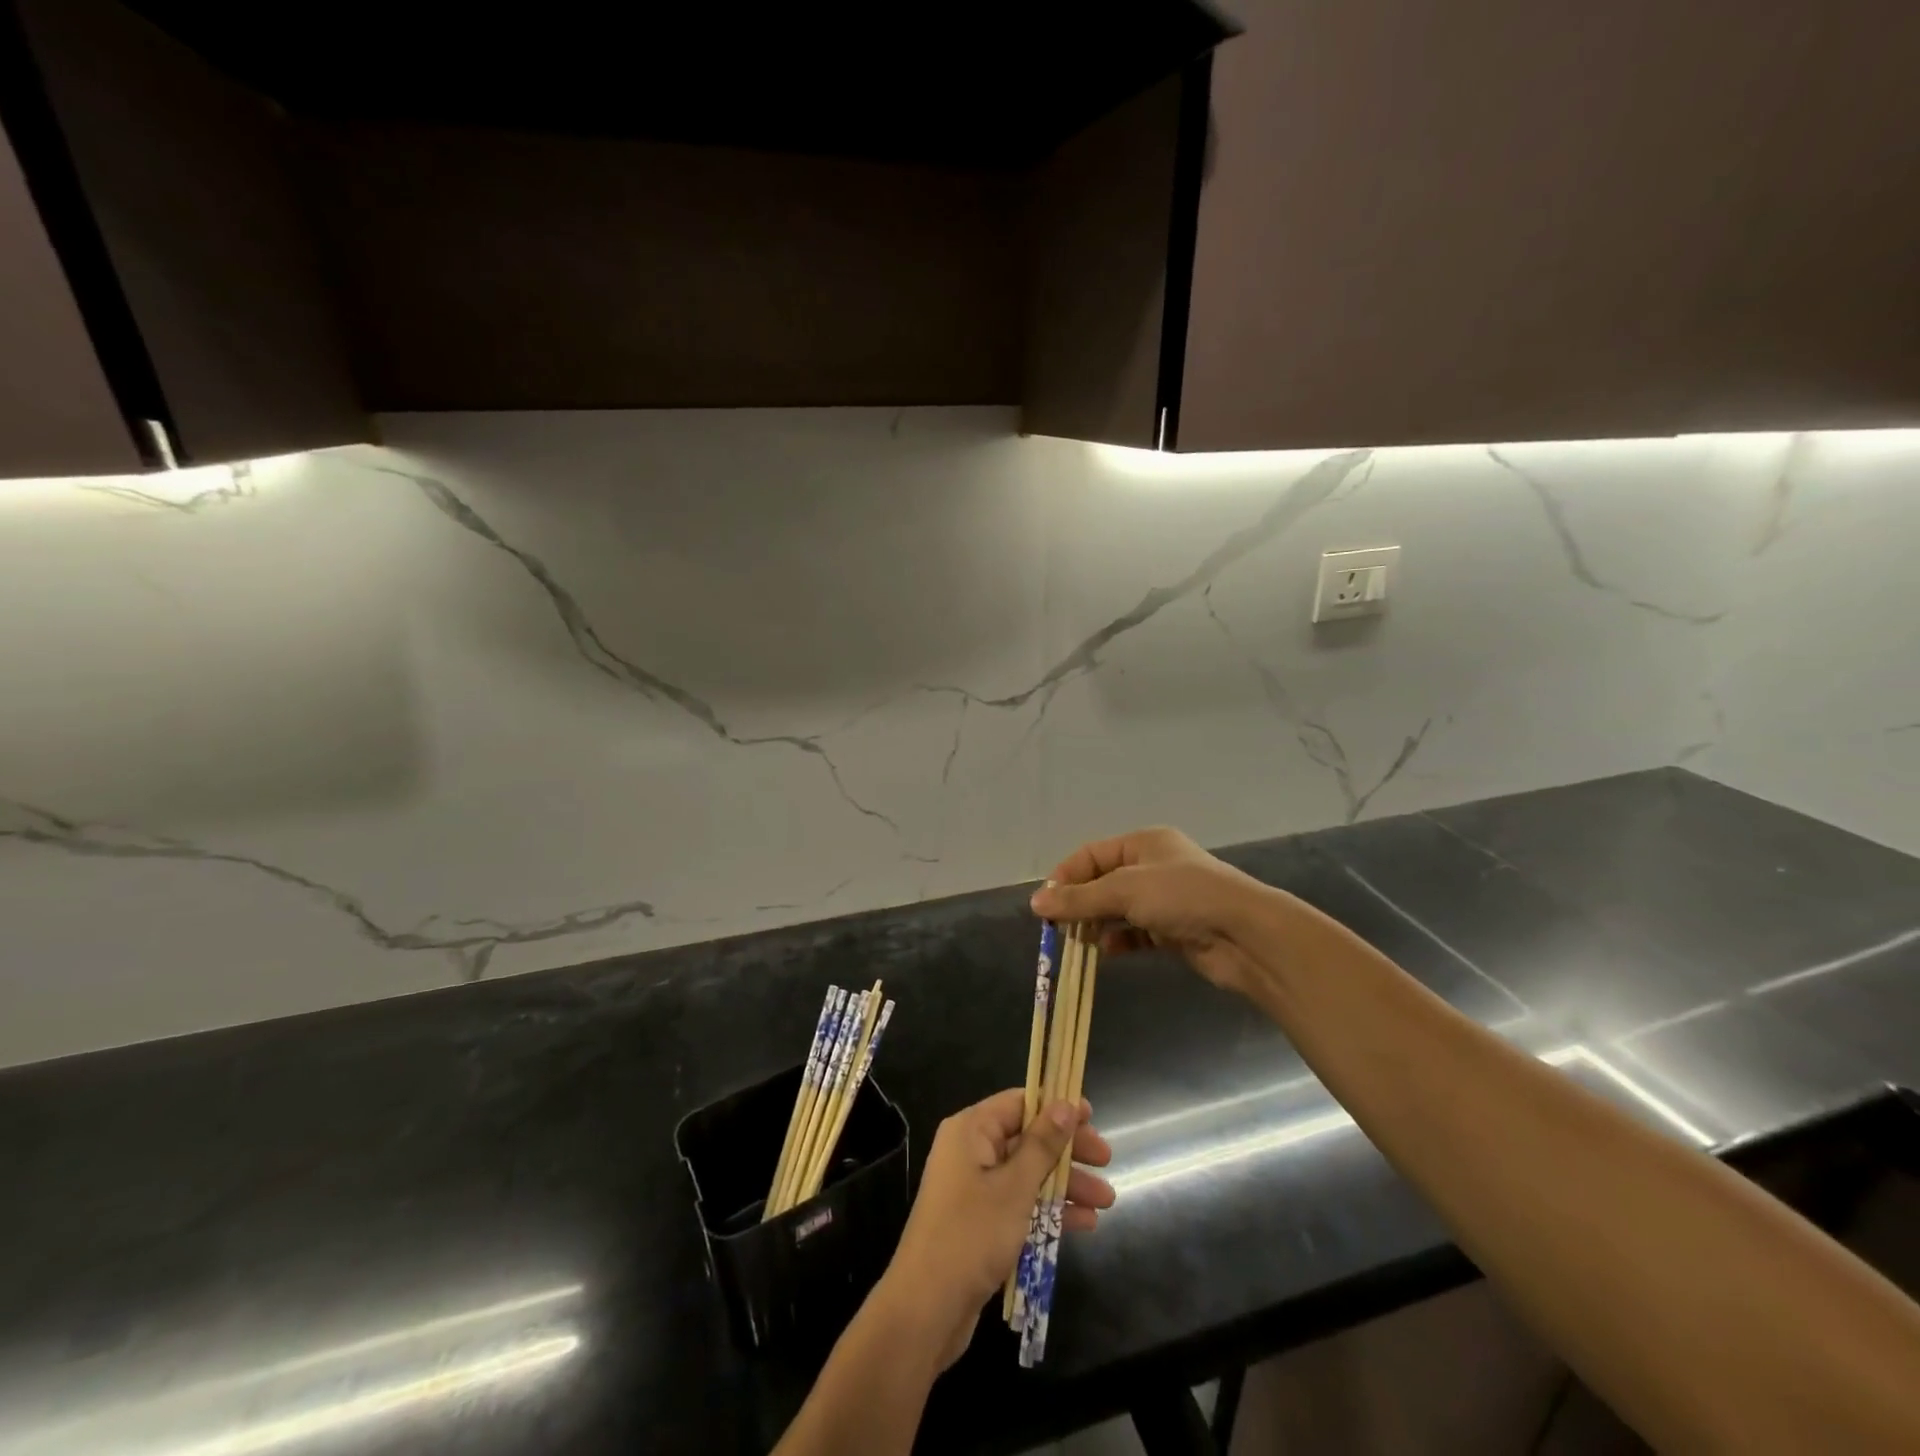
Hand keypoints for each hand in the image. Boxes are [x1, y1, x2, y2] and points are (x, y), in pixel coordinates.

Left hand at [880, 1089, 1112, 1369]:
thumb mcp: (1014, 1187)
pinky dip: (1049, 1210)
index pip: (1019, 1103)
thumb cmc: (971, 1235)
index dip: (1056, 1107)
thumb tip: (1065, 1104)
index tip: (1091, 1116)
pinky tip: (1085, 1223)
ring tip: (1106, 1200)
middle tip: (1106, 1160)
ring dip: (1065, 1184)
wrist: (926, 1309)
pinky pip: (1021, 1203)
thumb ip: (1042, 1145)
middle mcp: (971, 1151)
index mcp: (971, 1130)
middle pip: (1027, 1138)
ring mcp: (975, 1188)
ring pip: (1028, 1174)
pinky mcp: (981, 1221)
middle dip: (1067, 1150)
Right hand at [1029, 827, 1281, 996]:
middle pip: (1103, 882)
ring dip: (1097, 924)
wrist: (1244, 934)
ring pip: (1119, 909)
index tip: (1044, 905)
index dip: (1065, 877)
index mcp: (1143, 843)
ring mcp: (1165, 899)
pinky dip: (1119, 941)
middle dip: (1079, 904)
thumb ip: (1079, 898)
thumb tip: (1036, 902)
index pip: (1091, 855)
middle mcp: (1153, 866)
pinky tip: (1106, 952)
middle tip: (1057, 928)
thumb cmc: (1182, 896)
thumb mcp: (1124, 890)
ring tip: (1077, 943)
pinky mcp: (1174, 930)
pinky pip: (1136, 933)